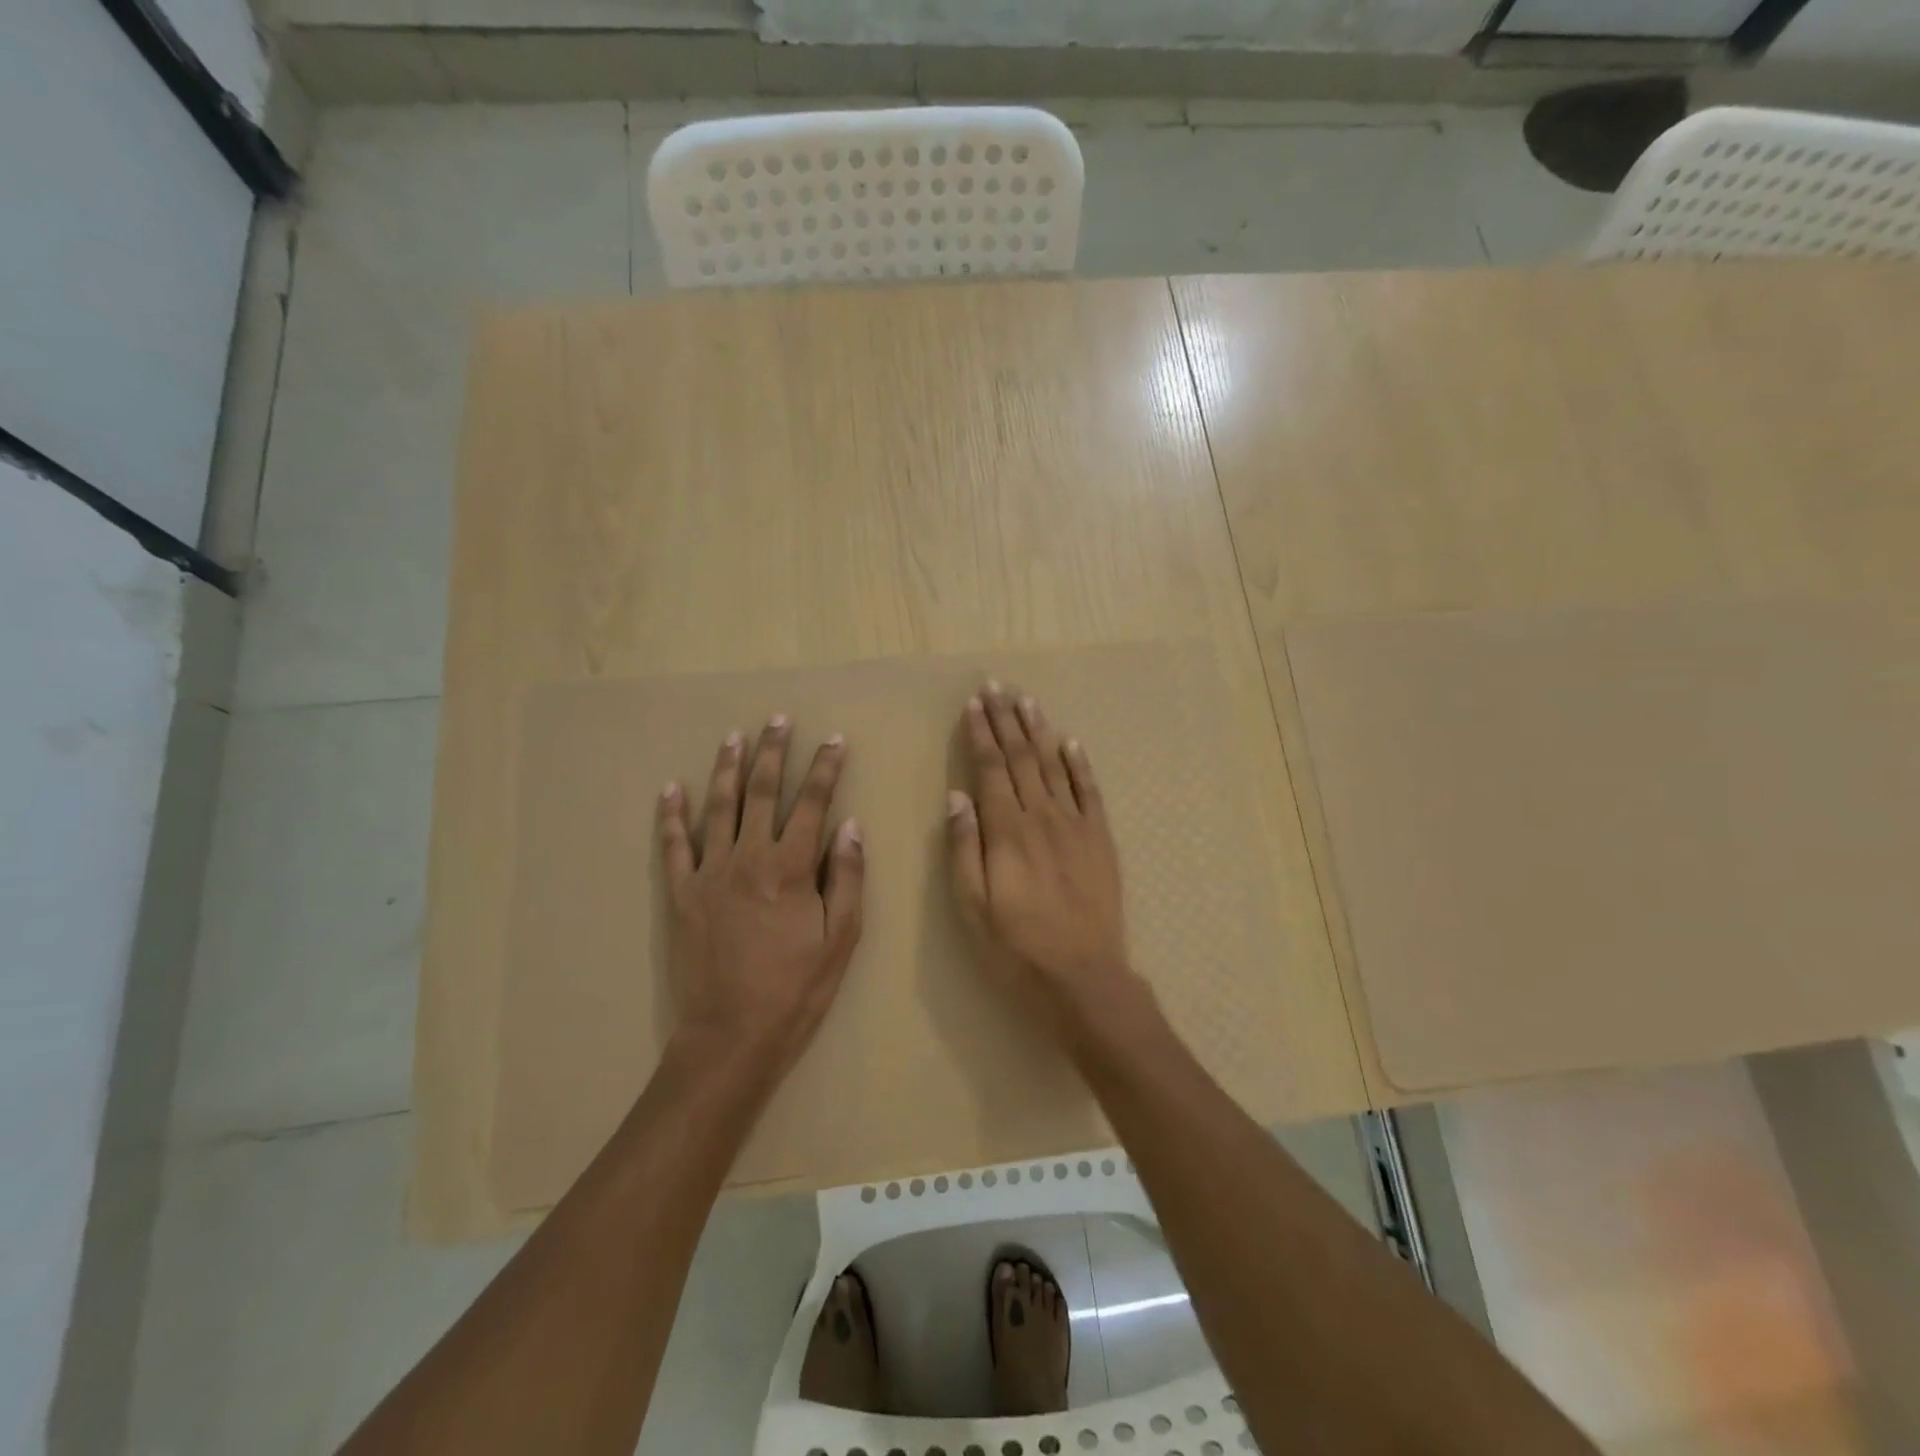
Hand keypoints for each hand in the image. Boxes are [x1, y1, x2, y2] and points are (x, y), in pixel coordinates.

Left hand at [657, 716, 863, 1077]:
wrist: (731, 1035)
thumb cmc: (796, 989)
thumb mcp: (841, 938)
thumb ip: (847, 877)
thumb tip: (850, 825)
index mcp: (791, 868)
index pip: (812, 804)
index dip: (825, 769)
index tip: (833, 740)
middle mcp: (749, 858)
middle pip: (762, 792)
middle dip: (773, 752)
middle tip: (777, 719)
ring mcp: (709, 873)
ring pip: (719, 807)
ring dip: (727, 768)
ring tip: (733, 736)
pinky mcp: (681, 894)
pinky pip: (674, 845)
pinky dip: (672, 815)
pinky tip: (672, 788)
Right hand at [946, 682, 1135, 1022]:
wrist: (1084, 979)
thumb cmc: (1017, 949)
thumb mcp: (973, 908)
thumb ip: (964, 849)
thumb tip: (957, 796)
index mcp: (1007, 832)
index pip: (990, 769)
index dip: (981, 733)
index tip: (974, 703)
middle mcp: (1042, 817)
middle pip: (1021, 758)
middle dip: (1006, 720)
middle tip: (996, 686)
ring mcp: (1076, 826)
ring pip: (1053, 766)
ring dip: (1038, 731)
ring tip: (1027, 701)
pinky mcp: (1100, 840)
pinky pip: (1089, 792)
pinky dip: (1079, 764)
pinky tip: (1070, 743)